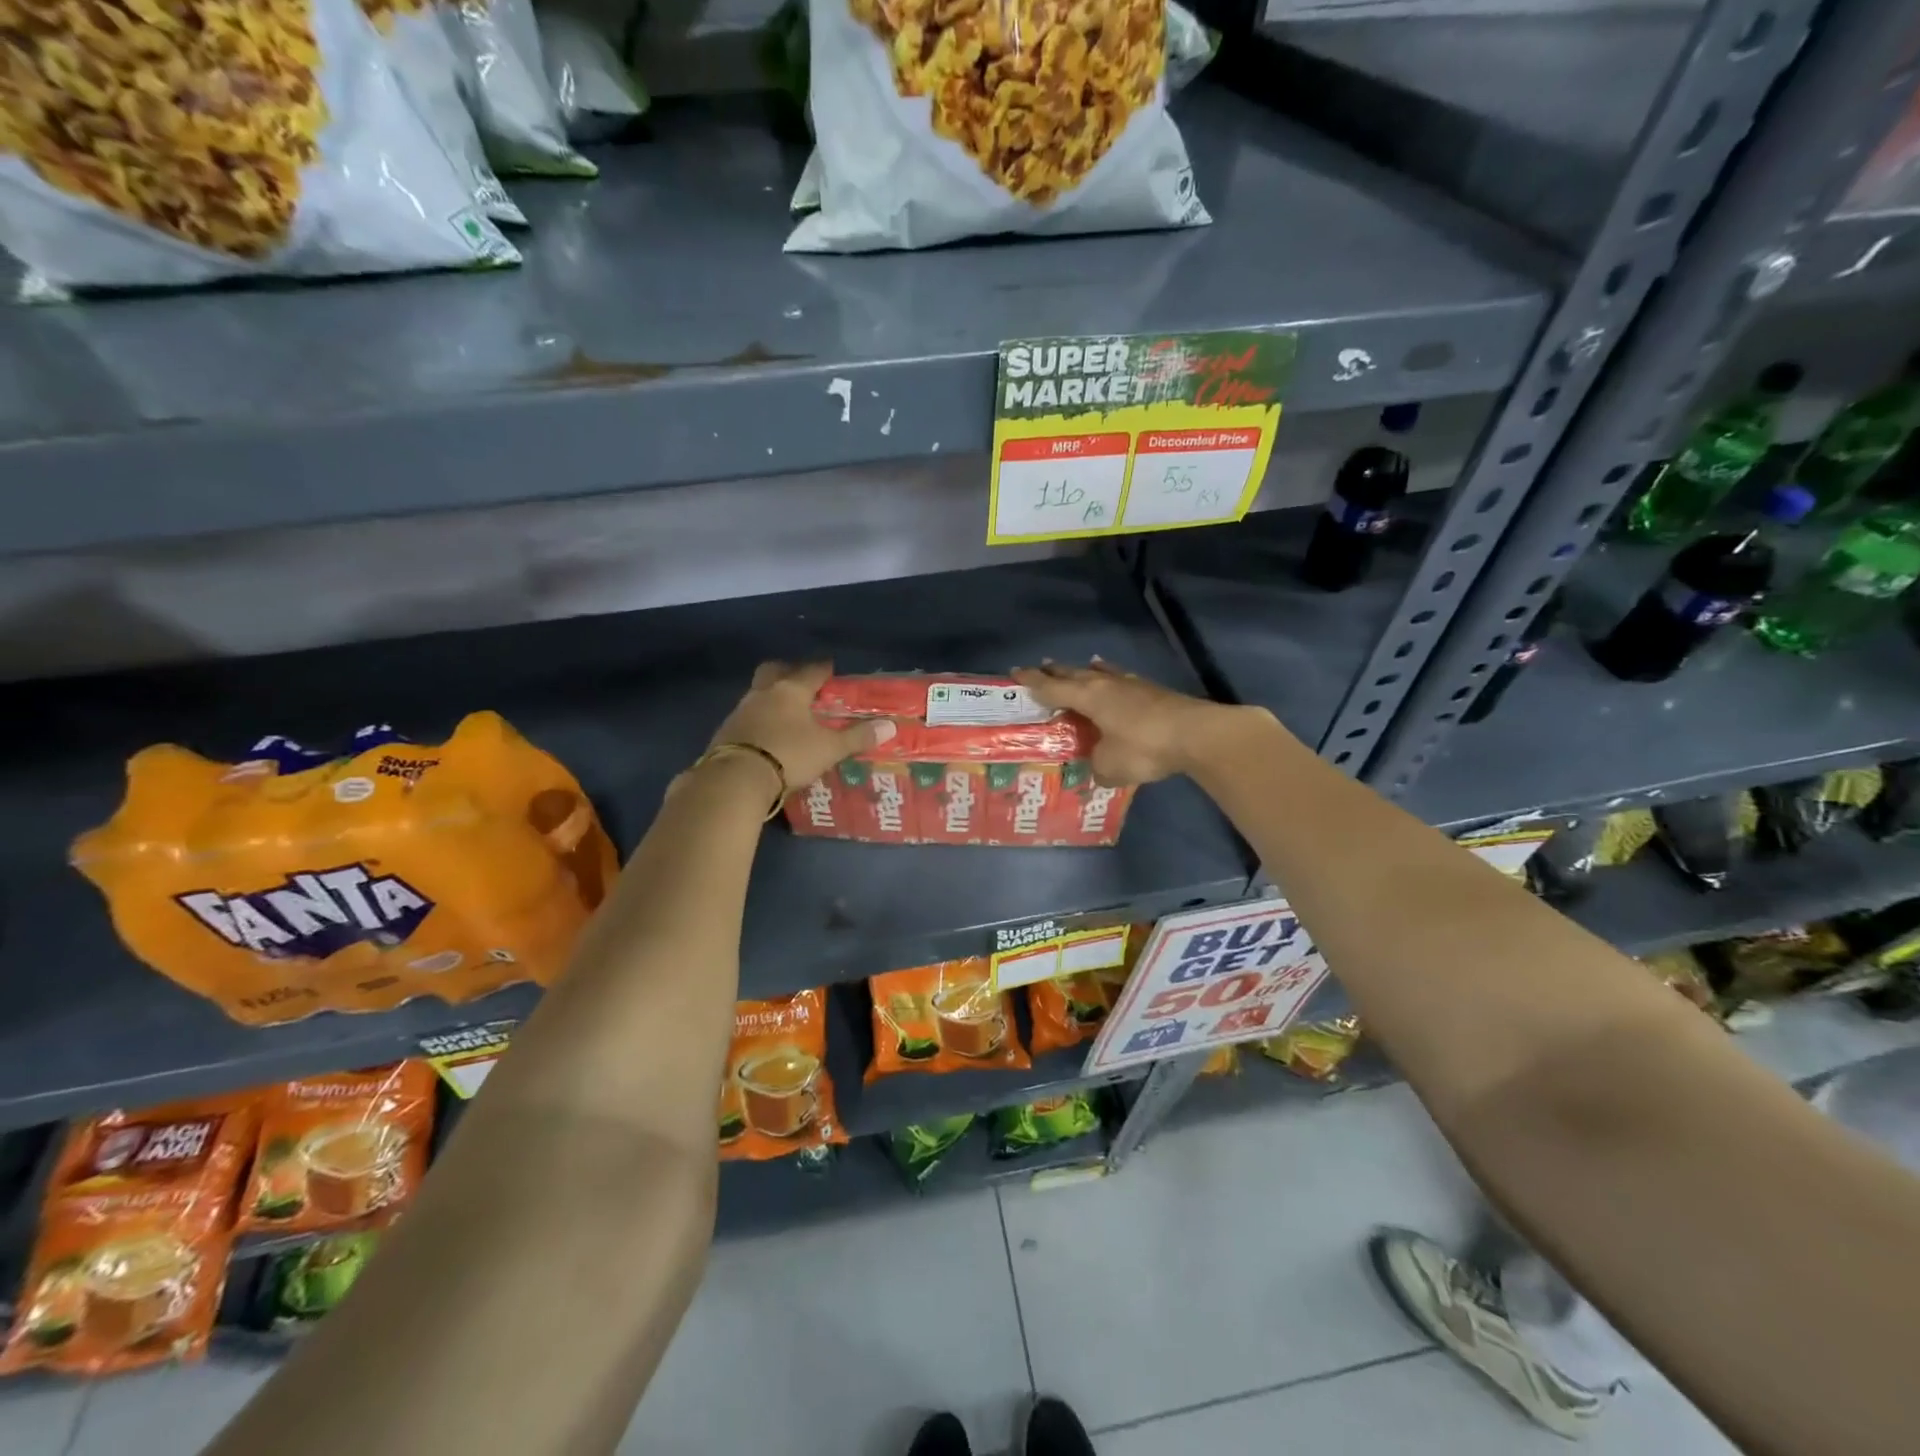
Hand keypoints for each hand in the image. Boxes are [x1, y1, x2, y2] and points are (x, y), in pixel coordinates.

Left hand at [710, 661, 895, 792]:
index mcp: (791, 690)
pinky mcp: (726, 731)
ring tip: (786, 712)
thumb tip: (890, 726)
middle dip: (788, 671)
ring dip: (771, 696)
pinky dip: (758, 719)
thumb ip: (858, 737)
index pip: (811, 670)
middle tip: (801, 681)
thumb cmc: (789, 755)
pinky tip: (767, 734)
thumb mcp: (829, 749)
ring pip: (758, 693)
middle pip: (774, 670)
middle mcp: (764, 693)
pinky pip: (746, 716)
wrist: (737, 778)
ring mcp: (741, 710)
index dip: (823, 668)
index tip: (831, 667)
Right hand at [1011, 658, 1266, 784]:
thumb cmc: (1144, 748)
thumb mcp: (1111, 767)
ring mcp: (1132, 685)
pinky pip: (1122, 680)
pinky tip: (1116, 680)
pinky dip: (1112, 678)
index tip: (1015, 672)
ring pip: (1101, 673)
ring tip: (1079, 667)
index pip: (1052, 687)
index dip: (1032, 682)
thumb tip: (1098, 770)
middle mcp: (1106, 685)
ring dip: (1085, 671)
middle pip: (1074, 674)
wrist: (1196, 735)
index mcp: (1088, 698)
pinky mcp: (1153, 692)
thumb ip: (1097, 767)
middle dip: (1055, 672)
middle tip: (1040, 668)